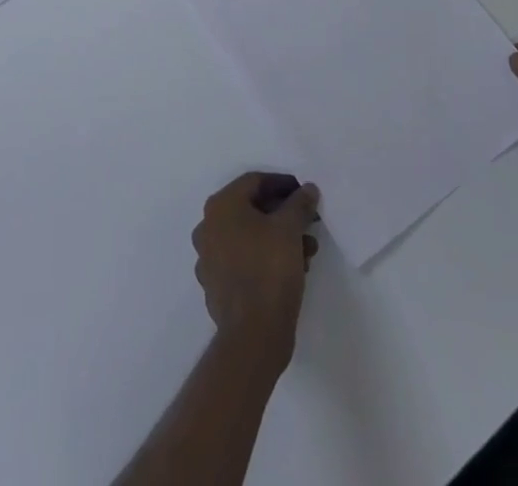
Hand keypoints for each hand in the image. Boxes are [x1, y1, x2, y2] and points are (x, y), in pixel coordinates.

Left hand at [191, 173, 321, 366]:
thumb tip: (308, 189)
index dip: (283, 185)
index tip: (305, 195)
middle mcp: (208, 226)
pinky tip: (291, 271)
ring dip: (278, 238)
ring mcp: (208, 258)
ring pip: (249, 237)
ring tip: (308, 252)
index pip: (255, 182)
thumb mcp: (290, 229)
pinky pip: (243, 261)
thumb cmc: (269, 269)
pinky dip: (265, 259)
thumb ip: (299, 204)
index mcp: (221, 206)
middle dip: (283, 215)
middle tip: (308, 224)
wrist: (253, 335)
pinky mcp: (216, 285)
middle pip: (251, 209)